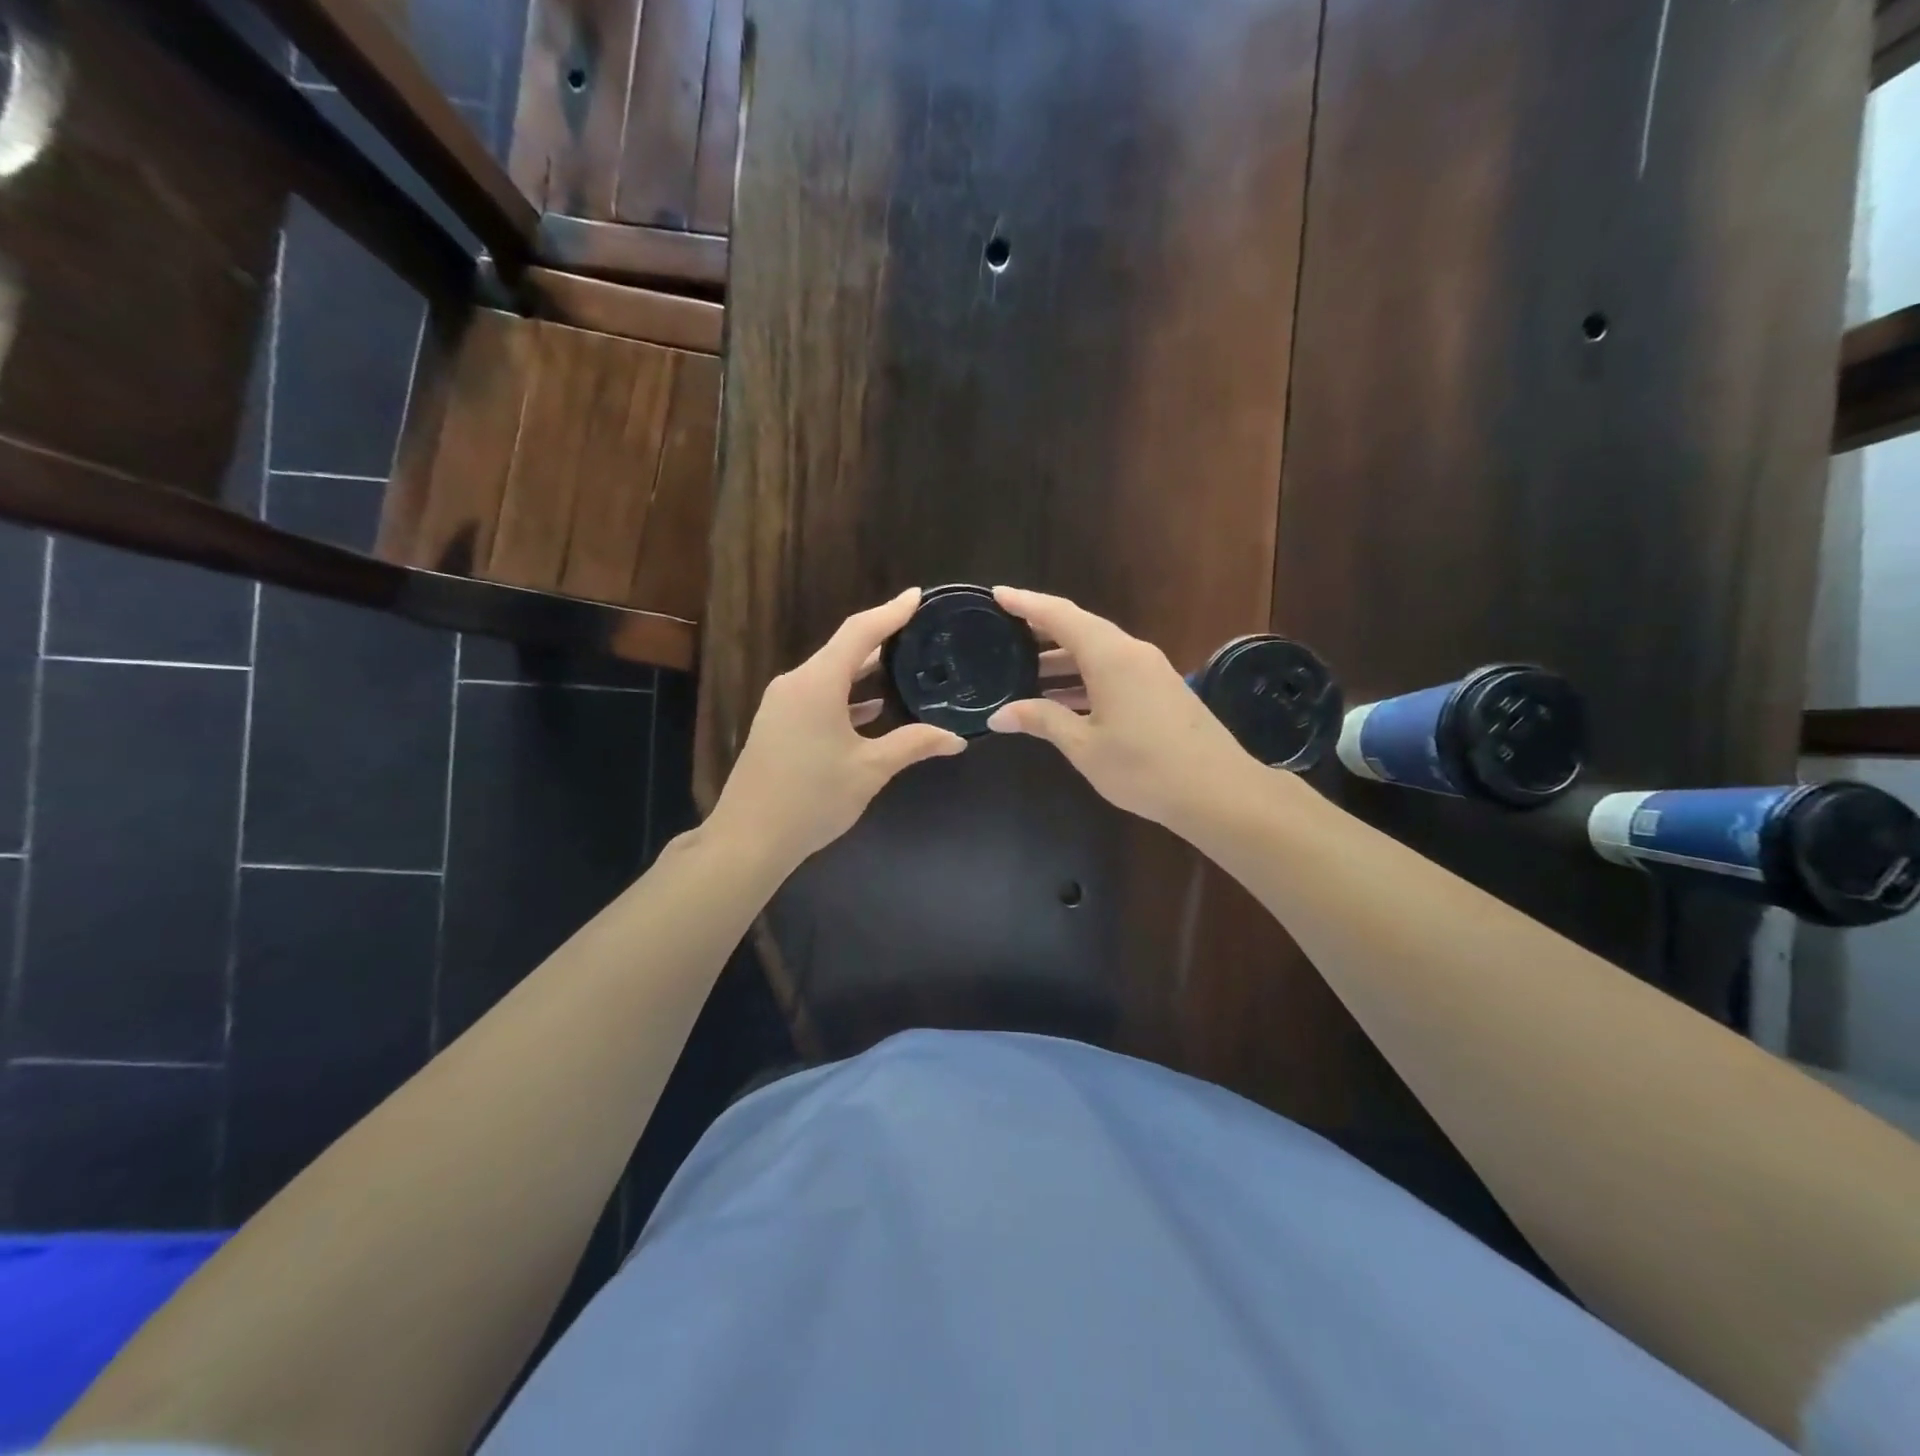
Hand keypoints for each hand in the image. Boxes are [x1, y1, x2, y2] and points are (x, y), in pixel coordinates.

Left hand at [710, 589, 967, 867]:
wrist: (748, 838)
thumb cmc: (812, 798)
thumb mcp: (870, 770)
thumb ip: (913, 745)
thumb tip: (957, 739)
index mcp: (817, 683)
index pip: (859, 632)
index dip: (891, 612)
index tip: (918, 596)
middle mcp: (796, 683)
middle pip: (843, 650)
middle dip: (881, 638)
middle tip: (920, 631)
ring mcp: (782, 704)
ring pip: (829, 674)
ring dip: (864, 670)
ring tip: (904, 664)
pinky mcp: (778, 725)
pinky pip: (818, 696)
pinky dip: (847, 695)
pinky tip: (872, 708)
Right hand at [986, 586, 1256, 833]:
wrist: (1219, 791)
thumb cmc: (1144, 767)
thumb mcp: (1085, 746)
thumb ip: (1042, 721)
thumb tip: (999, 715)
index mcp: (1110, 656)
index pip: (1059, 615)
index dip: (1026, 603)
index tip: (997, 593)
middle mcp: (1131, 652)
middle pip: (1080, 629)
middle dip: (1041, 631)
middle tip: (1003, 635)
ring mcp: (1151, 670)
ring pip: (1098, 653)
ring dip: (1062, 661)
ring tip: (1024, 674)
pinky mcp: (1161, 690)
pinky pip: (1113, 671)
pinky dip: (1084, 678)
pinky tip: (1064, 702)